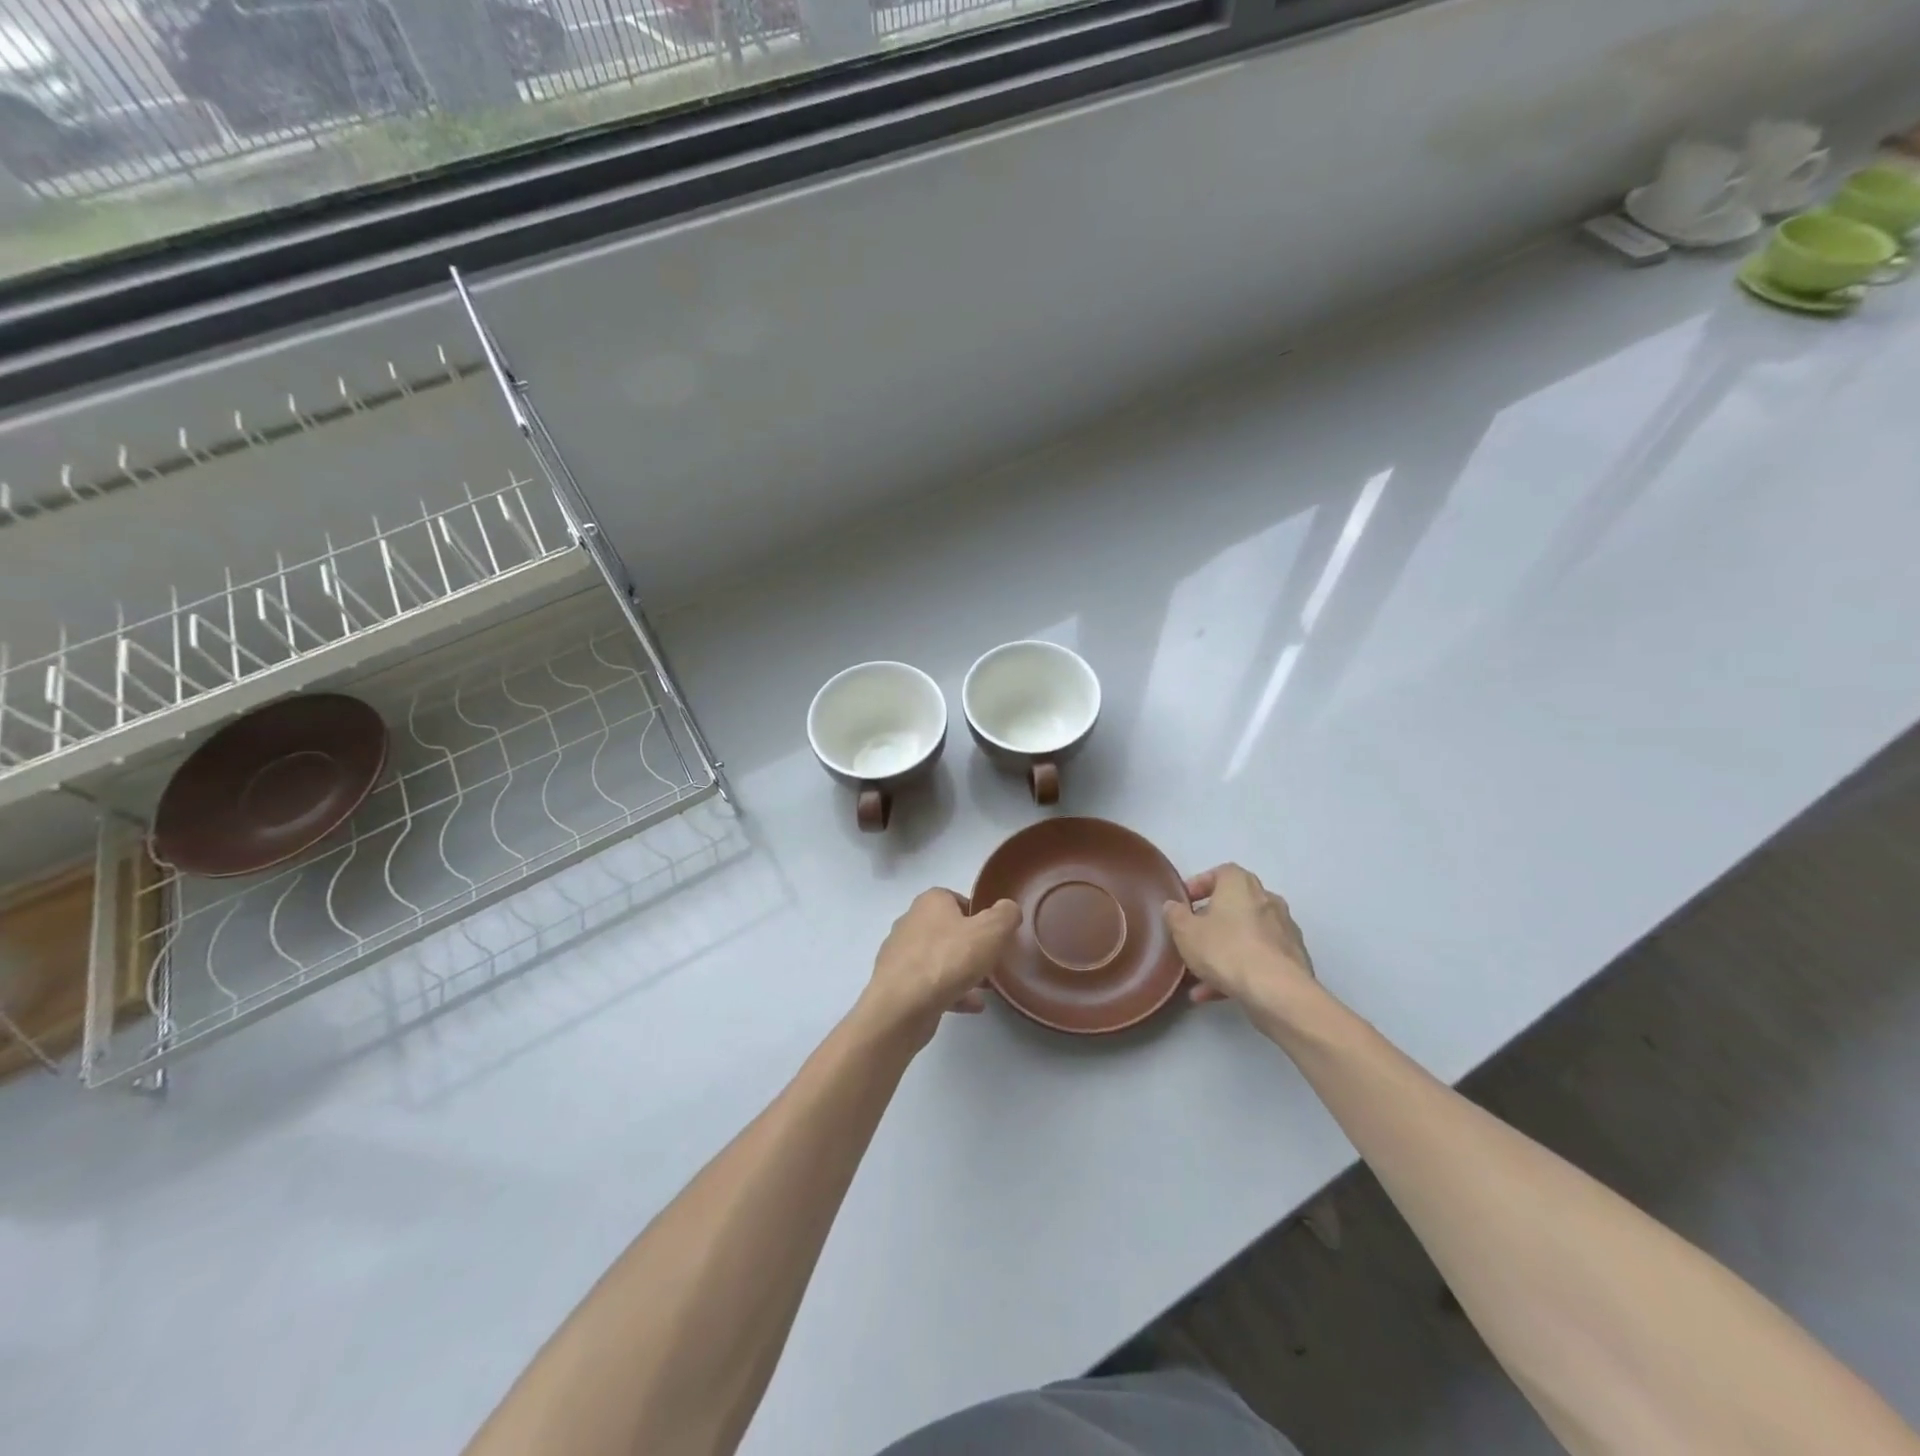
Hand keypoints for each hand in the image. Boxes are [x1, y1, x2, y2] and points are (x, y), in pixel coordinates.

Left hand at [861, 889, 1021, 1047]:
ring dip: (962, 971)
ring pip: (939, 958)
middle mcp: (911, 922)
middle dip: (970, 945)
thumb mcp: (991, 931)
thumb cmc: (948, 960)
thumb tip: (1009, 909)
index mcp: (930, 902)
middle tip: (991, 960)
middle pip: (948, 930)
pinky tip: (971, 1006)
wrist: (902, 1007)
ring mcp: (901, 954)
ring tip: (985, 987)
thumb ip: (1006, 915)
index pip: (957, 899)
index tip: (994, 934)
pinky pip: (930, 983)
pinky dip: (951, 992)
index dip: (978, 915)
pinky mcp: (897, 984)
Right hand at [1164, 864, 1315, 1015]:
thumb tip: (1173, 906)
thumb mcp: (1186, 932)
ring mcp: (1283, 930)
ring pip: (1245, 936)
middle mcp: (1267, 900)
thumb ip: (1175, 915)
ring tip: (1198, 976)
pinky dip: (1238, 970)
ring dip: (1222, 951)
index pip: (1221, 872)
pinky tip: (1215, 993)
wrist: (1278, 991)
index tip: (1185, 903)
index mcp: (1241, 885)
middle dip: (1211, 921)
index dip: (1200, 885)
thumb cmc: (1226, 950)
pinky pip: (1258, 958)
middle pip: (1234, 905)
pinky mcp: (1292, 959)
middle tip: (1192, 937)